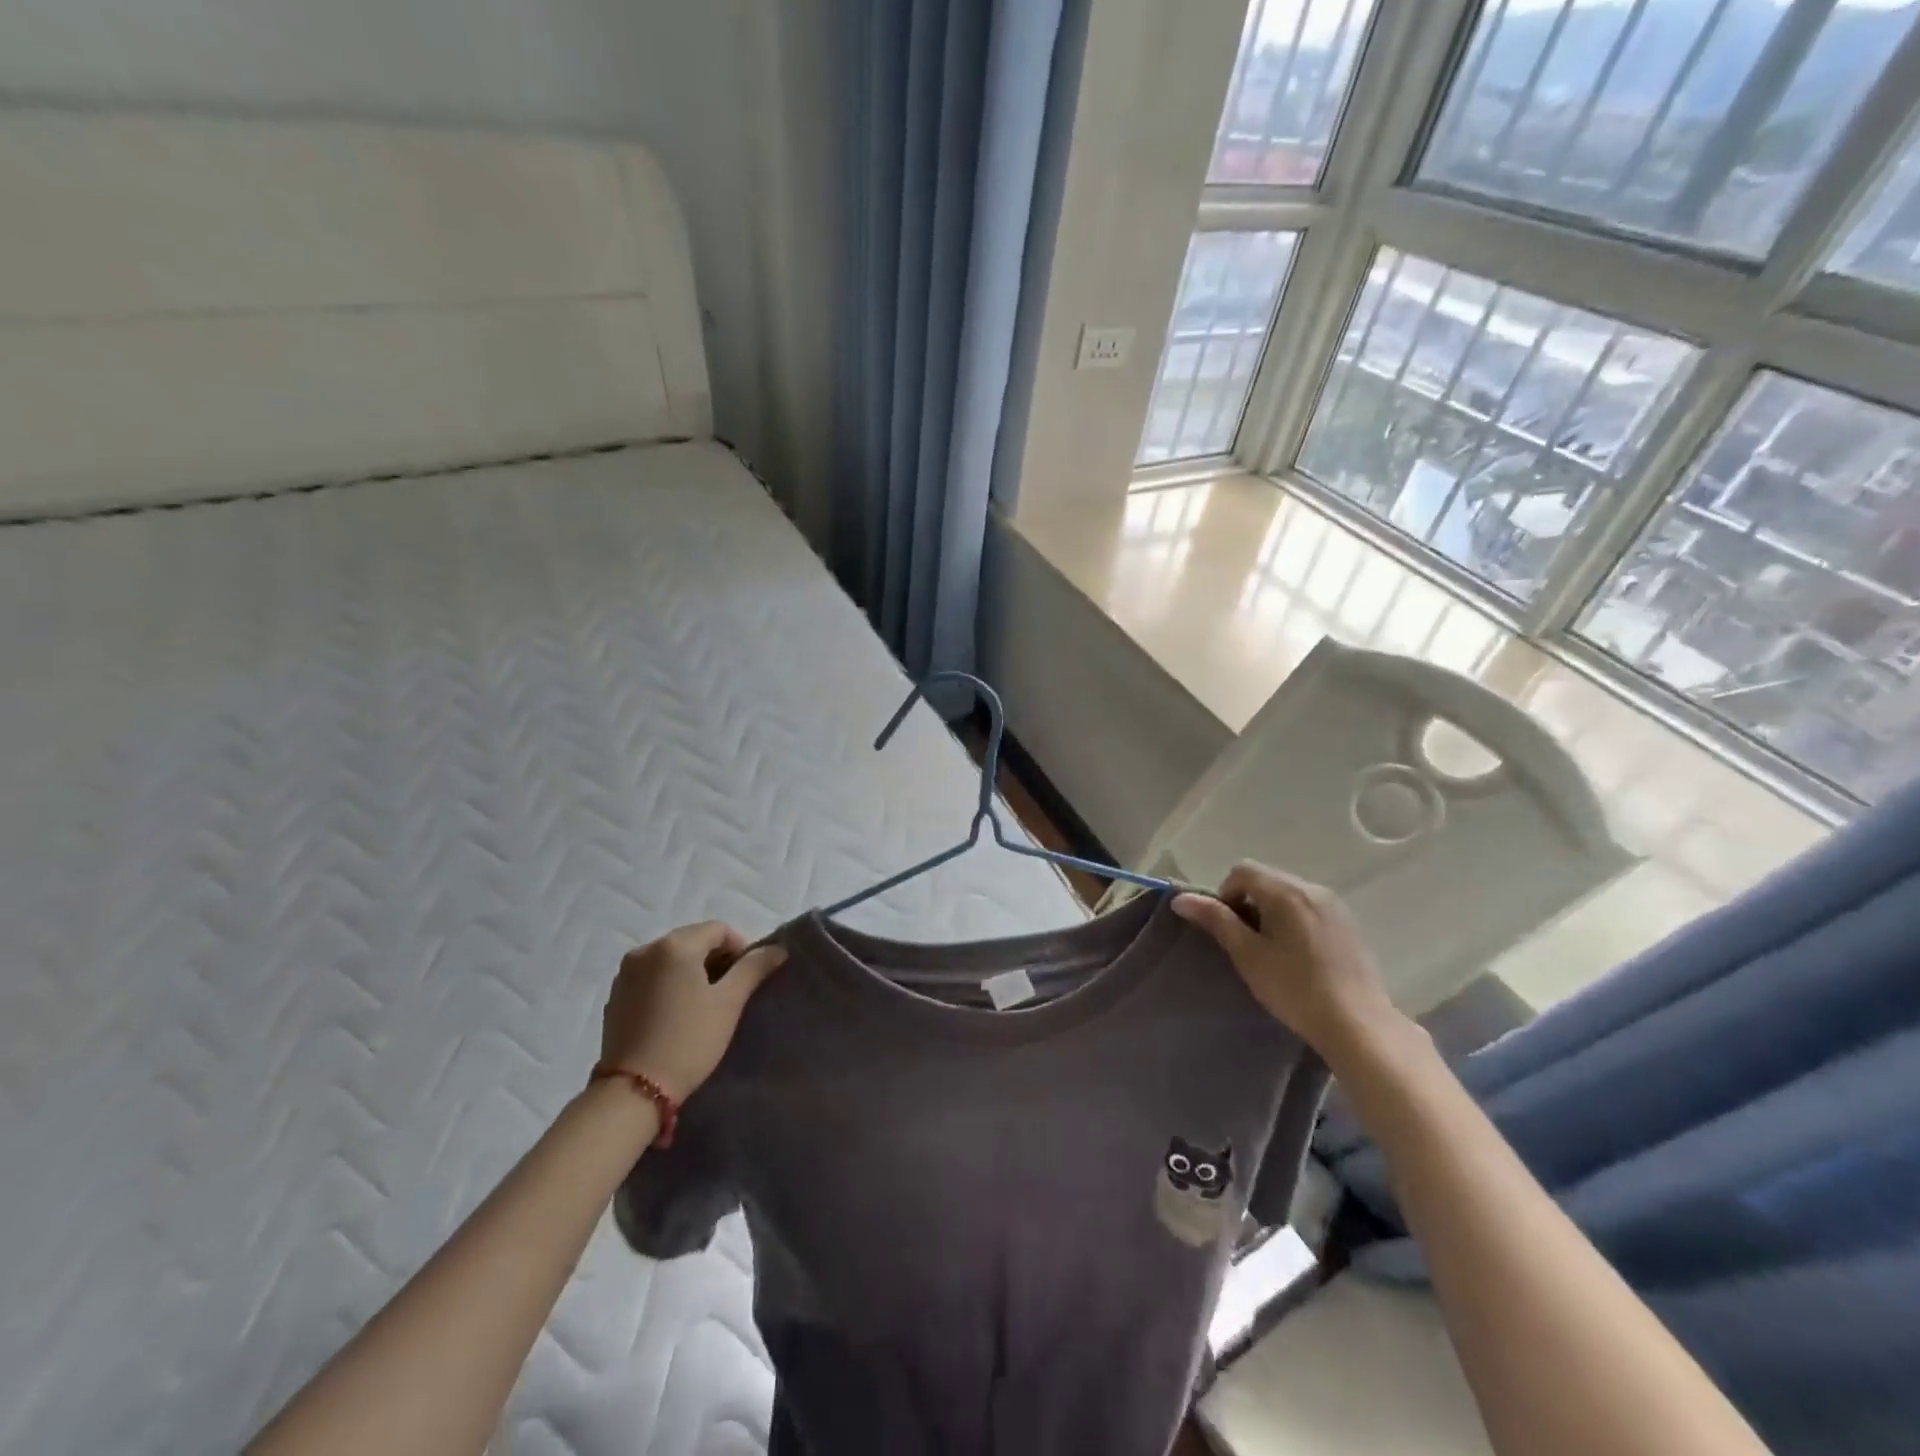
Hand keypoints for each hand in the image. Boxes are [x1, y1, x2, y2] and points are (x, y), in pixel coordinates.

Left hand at [600, 922, 786, 1100]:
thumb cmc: (689, 1041)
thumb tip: (778, 948)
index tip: (748, 977)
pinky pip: (651, 975)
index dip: (740, 947)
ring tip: (703, 1002)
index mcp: (675, 945)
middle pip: (692, 939)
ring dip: (691, 969)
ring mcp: (626, 972)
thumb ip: (754, 968)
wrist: (633, 1091)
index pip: (718, 929)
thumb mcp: (729, 1003)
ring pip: (670, 957)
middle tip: (730, 990)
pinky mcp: (615, 995)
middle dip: (715, 957)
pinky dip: (668, 982)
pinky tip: (676, 1011)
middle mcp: (646, 950)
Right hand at [1173, 863, 1408, 1065]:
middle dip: (1248, 902)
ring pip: (1288, 893)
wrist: (1357, 1025)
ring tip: (1272, 950)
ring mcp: (1334, 905)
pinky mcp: (1348, 924)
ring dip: (1271, 910)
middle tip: (1246, 942)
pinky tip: (1298, 955)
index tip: (1228, 930)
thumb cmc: (1294, 988)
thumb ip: (1215, 920)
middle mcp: (1312, 888)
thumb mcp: (1247, 954)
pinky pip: (1309, 907)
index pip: (1241, 871)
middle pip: (1266, 879)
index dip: (1225, 894)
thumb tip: (1180, 899)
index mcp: (1285, 891)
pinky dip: (1294, 919)